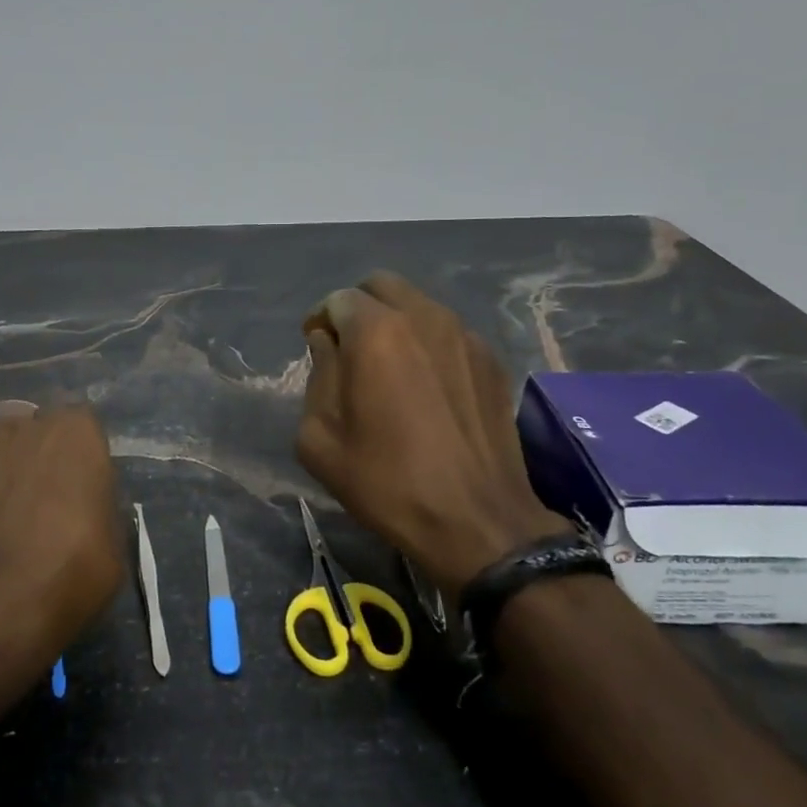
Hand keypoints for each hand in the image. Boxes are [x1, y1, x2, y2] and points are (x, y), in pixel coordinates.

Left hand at [0, 406, 122, 711]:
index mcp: (75, 433)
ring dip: (1, 476)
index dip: (82, 458)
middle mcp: (22, 427)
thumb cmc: (69, 571)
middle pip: (34, 434)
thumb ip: (98, 508)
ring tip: (2, 523)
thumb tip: (84, 509)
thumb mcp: (113, 545)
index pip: (83, 427)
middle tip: (44, 506)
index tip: (82, 490)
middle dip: (39, 460)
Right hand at [296, 272, 572, 596]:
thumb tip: (327, 343)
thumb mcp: (319, 438)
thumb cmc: (385, 481)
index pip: (338, 299)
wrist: (475, 520)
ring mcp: (465, 336)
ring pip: (420, 305)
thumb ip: (317, 375)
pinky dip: (428, 343)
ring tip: (388, 365)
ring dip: (395, 321)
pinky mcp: (492, 361)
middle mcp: (424, 318)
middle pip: (383, 286)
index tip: (314, 344)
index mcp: (376, 331)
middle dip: (358, 307)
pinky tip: (425, 385)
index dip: (320, 318)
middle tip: (348, 346)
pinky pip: (449, 333)